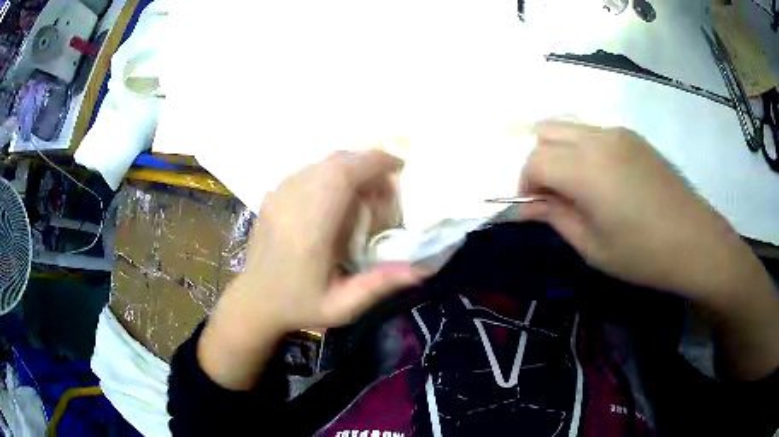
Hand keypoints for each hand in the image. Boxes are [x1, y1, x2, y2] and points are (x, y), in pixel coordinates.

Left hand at [198, 150, 421, 389]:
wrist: (254, 301)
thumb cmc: (299, 306)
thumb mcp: (342, 307)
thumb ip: (380, 285)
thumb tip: (422, 270)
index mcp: (310, 230)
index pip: (342, 176)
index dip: (373, 163)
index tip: (398, 167)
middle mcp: (291, 204)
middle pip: (333, 162)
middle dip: (366, 162)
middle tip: (386, 184)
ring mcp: (277, 196)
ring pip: (319, 163)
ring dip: (349, 166)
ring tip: (366, 189)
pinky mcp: (271, 196)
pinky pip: (306, 171)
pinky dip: (329, 172)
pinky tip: (337, 194)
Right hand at [520, 121, 778, 379]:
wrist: (695, 242)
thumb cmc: (642, 254)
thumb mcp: (593, 246)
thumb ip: (554, 217)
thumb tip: (524, 206)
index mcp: (586, 168)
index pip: (535, 160)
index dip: (525, 184)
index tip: (534, 208)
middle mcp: (598, 138)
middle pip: (546, 132)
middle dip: (538, 162)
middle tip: (552, 196)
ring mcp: (618, 132)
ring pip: (569, 127)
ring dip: (560, 153)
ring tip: (576, 188)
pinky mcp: (633, 136)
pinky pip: (593, 132)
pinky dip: (582, 149)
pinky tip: (602, 179)